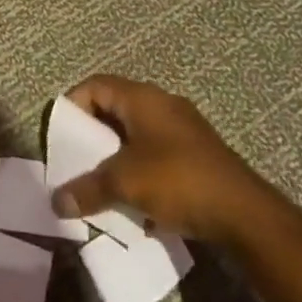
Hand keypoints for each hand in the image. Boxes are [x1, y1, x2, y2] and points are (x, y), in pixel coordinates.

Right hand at [52, 75, 280, 245]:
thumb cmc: (178, 181)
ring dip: (117, 154)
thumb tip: (56, 202)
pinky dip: (140, 167)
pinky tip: (138, 197)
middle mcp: (162, 103)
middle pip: (115, 108)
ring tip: (104, 182)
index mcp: (142, 98)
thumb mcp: (124, 184)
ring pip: (137, 132)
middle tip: (78, 159)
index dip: (73, 105)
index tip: (61, 134)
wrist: (246, 215)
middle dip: (94, 134)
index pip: (95, 85)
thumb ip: (87, 189)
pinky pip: (157, 151)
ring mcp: (184, 128)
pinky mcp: (199, 154)